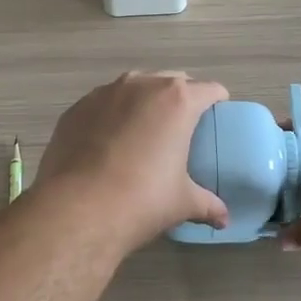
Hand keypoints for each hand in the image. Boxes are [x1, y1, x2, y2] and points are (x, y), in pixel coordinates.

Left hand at [36, 72, 229, 252]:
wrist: (78, 208)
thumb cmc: (142, 199)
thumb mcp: (183, 203)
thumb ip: (207, 204)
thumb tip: (223, 219)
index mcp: (177, 101)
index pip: (209, 89)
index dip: (217, 101)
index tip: (217, 115)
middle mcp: (142, 85)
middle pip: (171, 80)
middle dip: (180, 97)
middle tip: (182, 126)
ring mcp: (105, 92)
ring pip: (134, 86)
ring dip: (144, 101)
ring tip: (143, 130)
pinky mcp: (77, 107)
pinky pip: (104, 103)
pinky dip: (112, 114)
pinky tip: (108, 141)